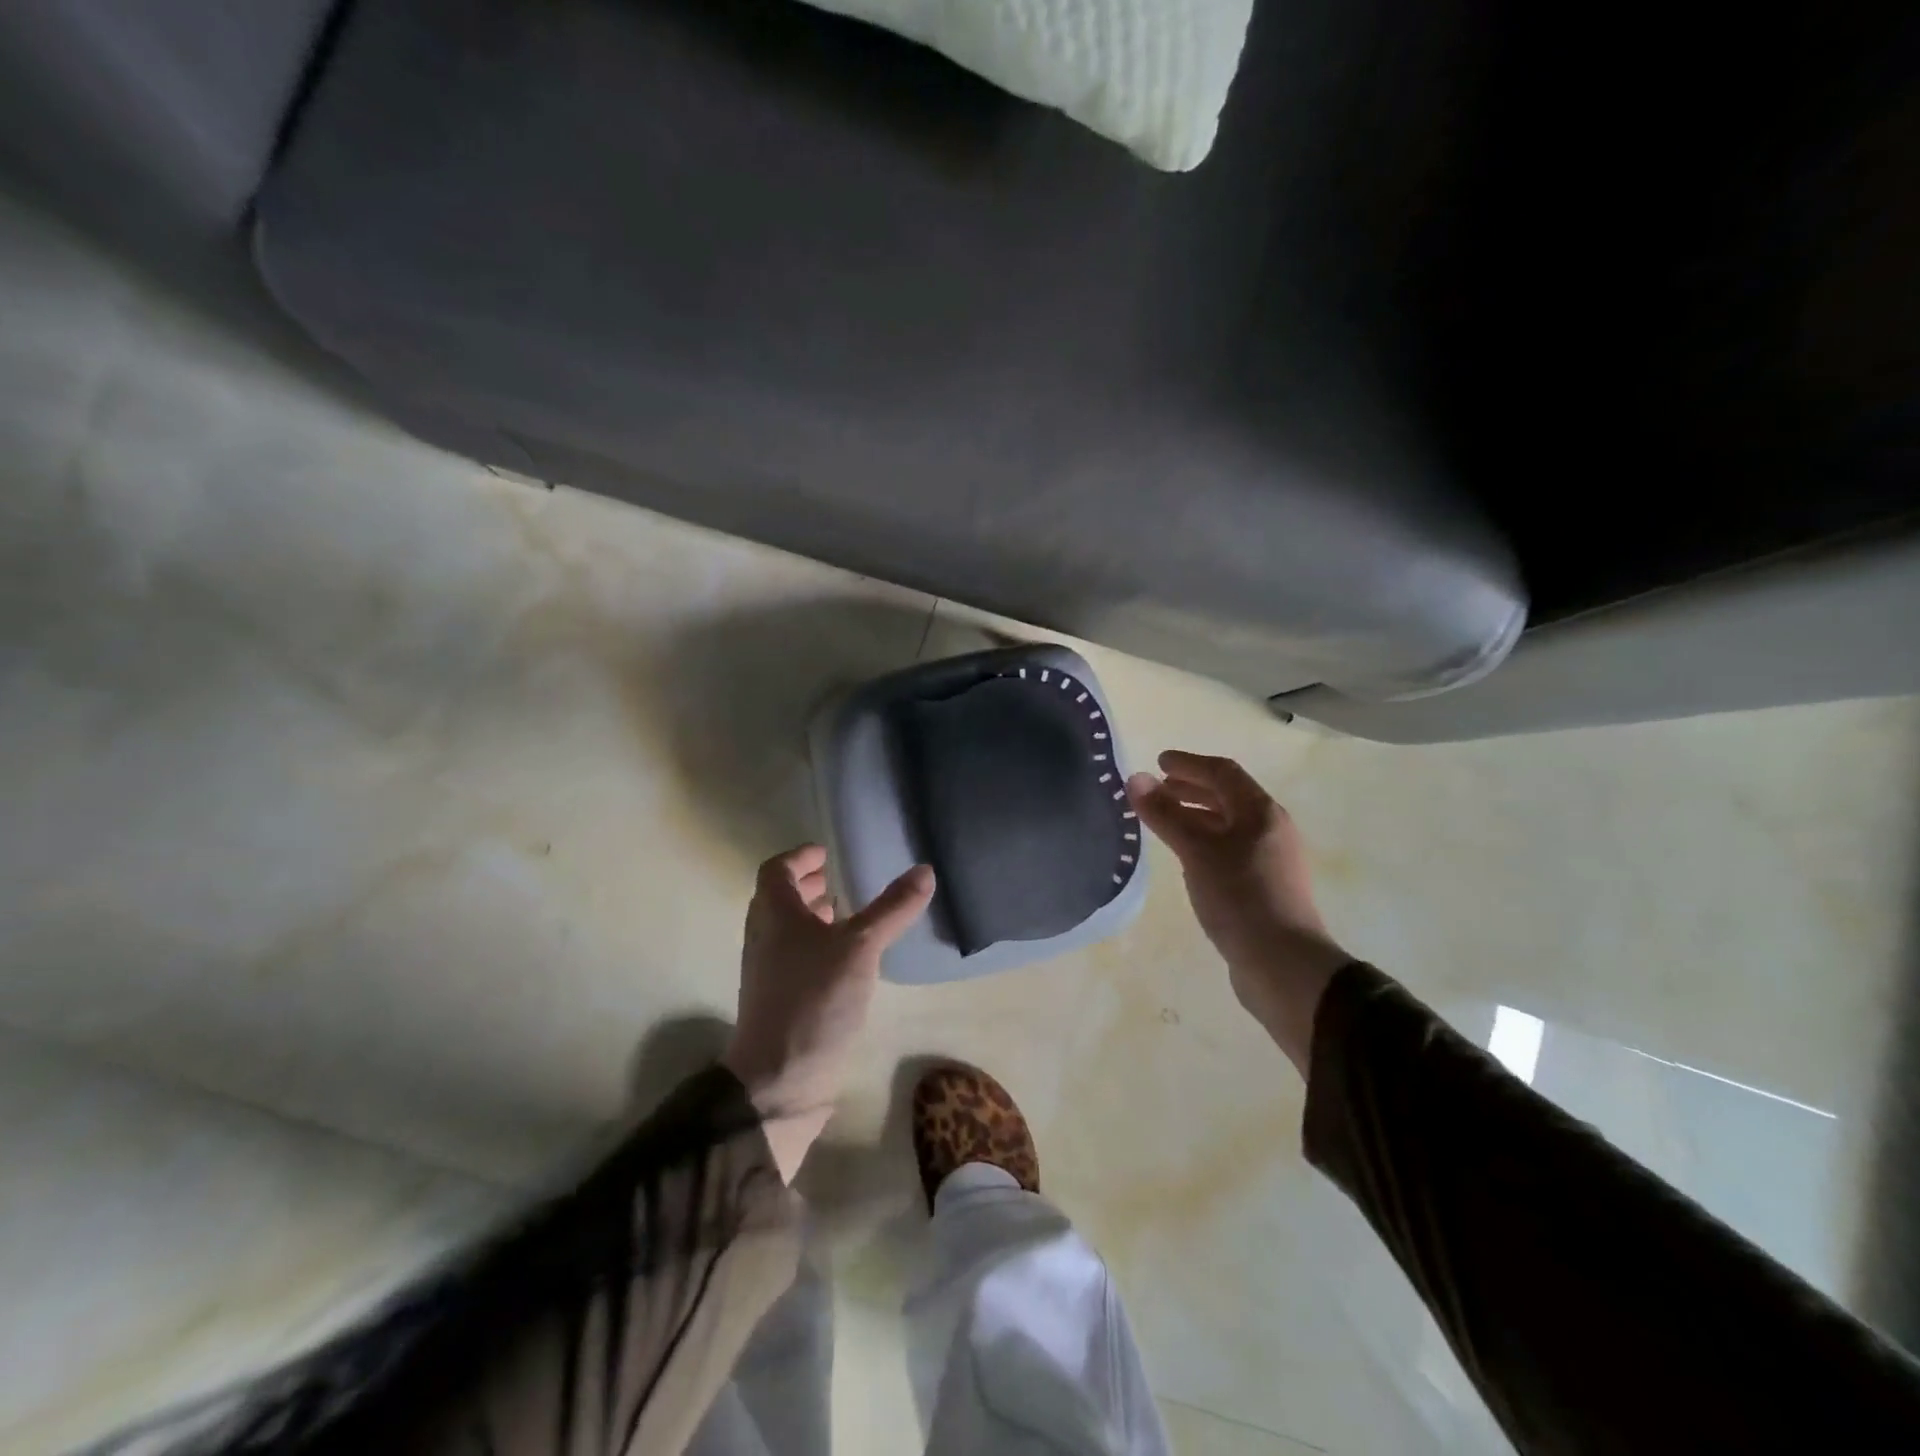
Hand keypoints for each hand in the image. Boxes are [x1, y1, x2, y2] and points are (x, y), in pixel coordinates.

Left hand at [722, 844, 933, 1179]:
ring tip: (847, 914)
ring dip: (812, 917)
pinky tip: (847, 961)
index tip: (826, 853)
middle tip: (838, 879)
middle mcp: (765, 937)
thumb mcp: (860, 948)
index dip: (800, 857)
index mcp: (774, 914)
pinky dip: (817, 946)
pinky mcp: (781, 1000)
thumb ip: (891, 909)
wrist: (779, 1081)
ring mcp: (770, 971)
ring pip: (788, 930)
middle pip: (780, 899)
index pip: (777, 870)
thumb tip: (924, 870)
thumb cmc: (814, 999)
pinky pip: (796, 957)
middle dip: (807, 886)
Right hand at [1127, 751, 1350, 1074]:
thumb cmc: (1240, 897)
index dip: (1189, 764)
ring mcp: (1269, 860)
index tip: (1159, 762)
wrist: (1284, 965)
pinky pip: (1228, 850)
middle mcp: (1270, 830)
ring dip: (1196, 816)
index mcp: (1261, 812)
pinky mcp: (1263, 887)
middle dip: (1191, 789)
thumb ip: (1165, 814)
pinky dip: (1204, 841)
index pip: (1223, 773)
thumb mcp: (1196, 851)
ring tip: (1165, 821)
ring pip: (1228, 825)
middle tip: (1158, 790)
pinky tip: (1186, 858)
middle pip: (1228, 797)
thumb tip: (1135, 778)